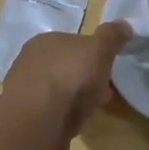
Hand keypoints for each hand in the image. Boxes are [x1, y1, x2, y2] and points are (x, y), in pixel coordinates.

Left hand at [1, 22, 132, 149]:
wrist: (38, 122)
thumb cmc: (69, 76)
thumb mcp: (99, 49)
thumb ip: (111, 36)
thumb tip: (124, 25)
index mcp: (44, 41)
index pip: (72, 42)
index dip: (93, 54)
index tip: (108, 67)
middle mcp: (29, 62)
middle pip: (65, 67)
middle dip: (84, 78)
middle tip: (104, 91)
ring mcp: (25, 92)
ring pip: (58, 91)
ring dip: (74, 99)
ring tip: (91, 110)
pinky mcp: (26, 118)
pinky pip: (51, 113)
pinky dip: (64, 117)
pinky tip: (74, 124)